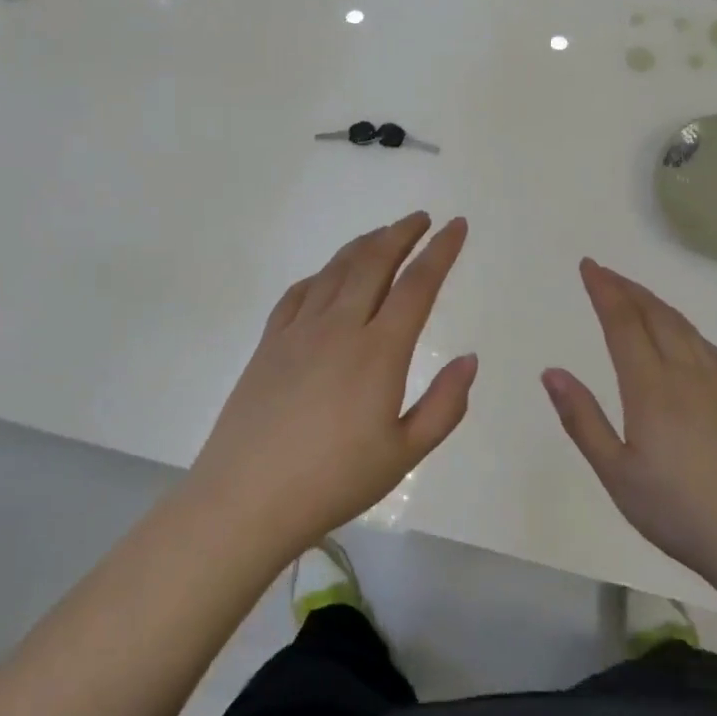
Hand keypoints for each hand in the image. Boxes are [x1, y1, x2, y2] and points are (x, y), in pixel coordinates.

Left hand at [190, 213, 476, 558]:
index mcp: (379, 351)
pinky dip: (322, 274)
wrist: (247, 497)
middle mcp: (339, 327)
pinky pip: (299, 292)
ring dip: (363, 245)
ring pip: (335, 270)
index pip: (417, 285)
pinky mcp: (269, 343)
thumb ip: (444, 405)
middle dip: (401, 233)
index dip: (440, 251)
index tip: (457, 226)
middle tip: (421, 218)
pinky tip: (328, 277)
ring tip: (382, 235)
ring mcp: (298, 330)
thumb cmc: (334, 481)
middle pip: (373, 262)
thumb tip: (469, 359)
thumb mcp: (404, 454)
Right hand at [542, 259, 716, 591]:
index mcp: (652, 388)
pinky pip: (708, 348)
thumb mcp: (616, 473)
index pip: (623, 324)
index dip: (605, 291)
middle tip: (604, 272)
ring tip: (636, 295)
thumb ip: (582, 419)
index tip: (588, 267)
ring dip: (656, 303)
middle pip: (656, 316)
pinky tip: (685, 337)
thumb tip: (551, 371)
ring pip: (685, 328)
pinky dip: (686, 328)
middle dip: (628, 289)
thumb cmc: (679, 512)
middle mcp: (687, 375)